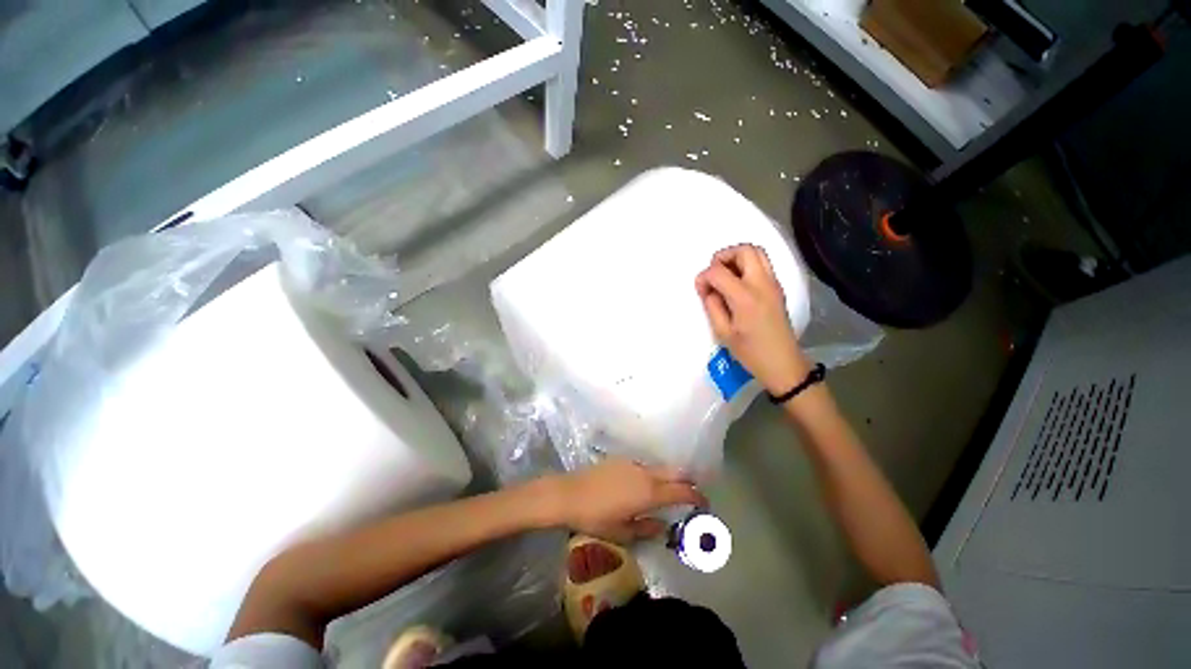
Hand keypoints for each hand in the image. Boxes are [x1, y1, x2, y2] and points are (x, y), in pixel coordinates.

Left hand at [551, 458, 706, 543]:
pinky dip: (652, 474)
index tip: (705, 503)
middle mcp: (645, 473)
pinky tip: (643, 485)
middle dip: (688, 480)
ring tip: (668, 491)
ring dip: (669, 477)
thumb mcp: (623, 532)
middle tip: (693, 493)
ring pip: (659, 467)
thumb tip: (663, 526)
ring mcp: (632, 463)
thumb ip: (647, 529)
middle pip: (675, 471)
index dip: (696, 496)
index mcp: (649, 493)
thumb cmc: (596, 517)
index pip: (681, 491)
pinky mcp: (621, 459)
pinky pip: (644, 466)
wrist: (569, 494)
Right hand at [695, 244, 810, 394]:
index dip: (704, 276)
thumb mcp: (723, 332)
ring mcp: (773, 284)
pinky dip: (747, 265)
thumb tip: (707, 288)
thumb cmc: (750, 352)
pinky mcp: (777, 288)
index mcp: (745, 297)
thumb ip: (712, 306)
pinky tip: (737, 285)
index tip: (700, 289)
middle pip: (745, 250)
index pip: (719, 271)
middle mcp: (762, 284)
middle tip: (714, 273)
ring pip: (757, 253)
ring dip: (737, 258)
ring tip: (725, 276)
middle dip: (724, 256)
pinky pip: (762, 264)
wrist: (783, 363)